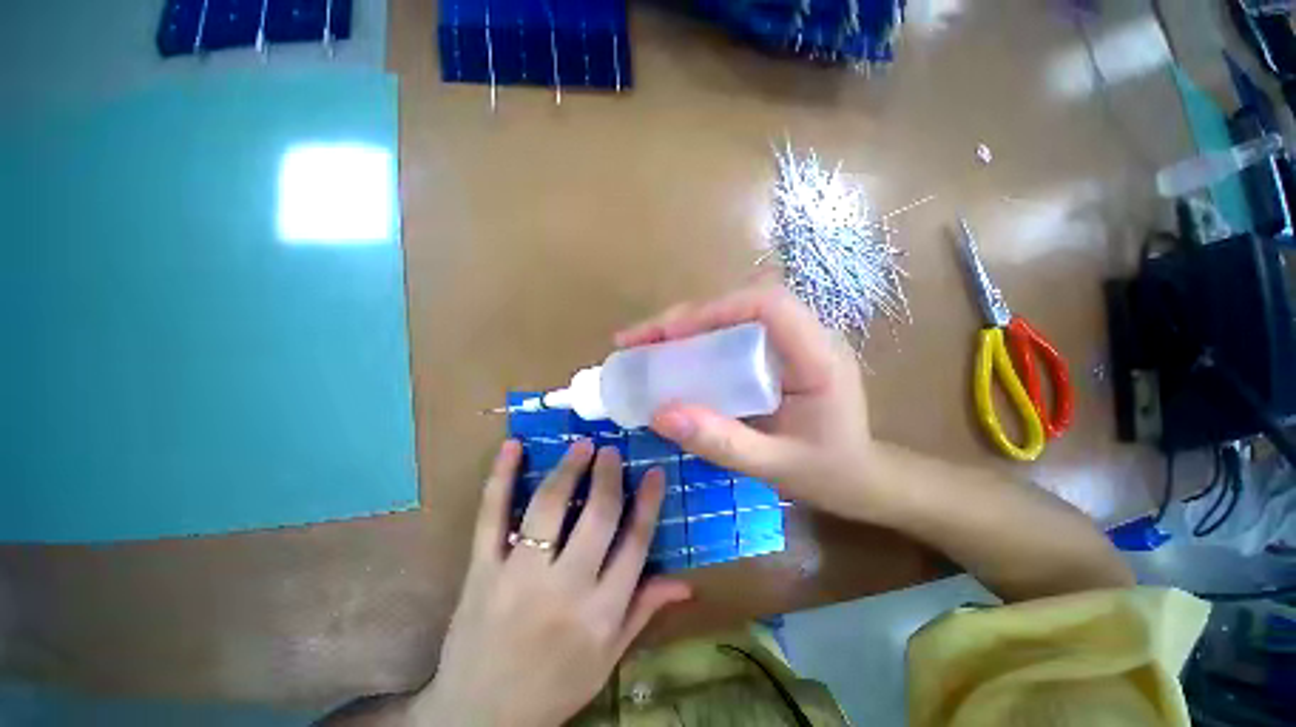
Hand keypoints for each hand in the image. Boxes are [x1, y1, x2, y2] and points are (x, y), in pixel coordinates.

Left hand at [409, 439, 691, 726]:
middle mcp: (565, 589)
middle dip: (608, 476)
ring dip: (568, 469)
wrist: (479, 719)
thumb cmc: (553, 688)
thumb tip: (685, 583)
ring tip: (582, 446)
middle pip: (597, 517)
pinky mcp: (481, 571)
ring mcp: (518, 577)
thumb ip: (644, 611)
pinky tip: (513, 446)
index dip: (648, 502)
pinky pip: (491, 516)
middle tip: (612, 450)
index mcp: (602, 613)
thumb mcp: (608, 659)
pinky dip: (501, 477)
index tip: (654, 471)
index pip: (635, 543)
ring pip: (549, 508)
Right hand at [616, 284, 878, 519]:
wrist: (861, 477)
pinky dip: (698, 337)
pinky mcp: (777, 350)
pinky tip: (674, 355)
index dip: (713, 310)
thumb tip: (660, 414)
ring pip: (732, 311)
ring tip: (645, 344)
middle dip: (684, 316)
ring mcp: (792, 339)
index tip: (667, 336)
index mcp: (818, 356)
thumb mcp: (774, 466)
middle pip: (741, 301)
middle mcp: (807, 335)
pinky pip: (733, 329)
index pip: (767, 304)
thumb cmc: (828, 473)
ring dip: (686, 323)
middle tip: (637, 340)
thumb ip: (721, 443)